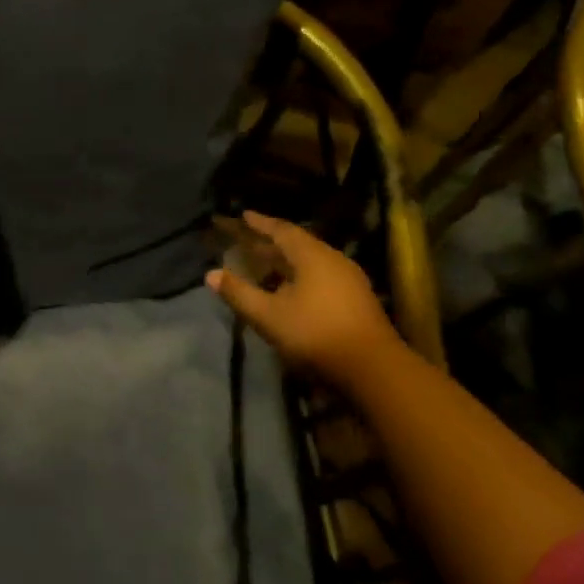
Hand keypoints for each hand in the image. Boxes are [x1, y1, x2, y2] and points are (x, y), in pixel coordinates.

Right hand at [205, 211, 402, 386]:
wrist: (373, 368)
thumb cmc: (315, 334)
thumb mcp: (268, 315)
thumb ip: (239, 293)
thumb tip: (210, 274)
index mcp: (312, 256)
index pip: (281, 230)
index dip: (260, 223)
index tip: (243, 215)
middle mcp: (332, 260)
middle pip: (297, 244)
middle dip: (270, 242)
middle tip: (248, 241)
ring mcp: (349, 279)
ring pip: (310, 261)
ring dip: (286, 261)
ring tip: (266, 265)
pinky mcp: (356, 299)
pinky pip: (321, 276)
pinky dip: (300, 276)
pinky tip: (290, 290)